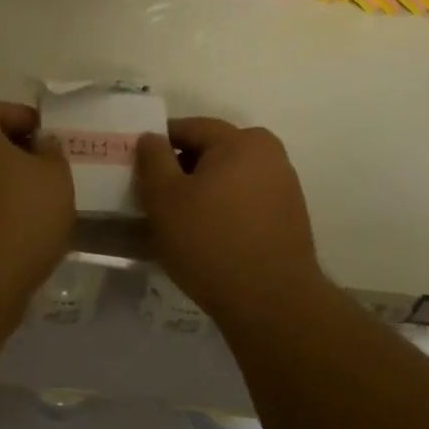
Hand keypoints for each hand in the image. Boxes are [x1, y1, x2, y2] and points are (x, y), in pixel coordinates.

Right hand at [134, 118, 323, 324]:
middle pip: (213, 152)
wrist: (271, 301)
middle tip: (155, 198)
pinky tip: (208, 237)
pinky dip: (224, 210)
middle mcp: (270, 154)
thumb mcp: (164, 199)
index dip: (158, 144)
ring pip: (230, 178)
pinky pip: (246, 202)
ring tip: (179, 221)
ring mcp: (285, 187)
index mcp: (241, 140)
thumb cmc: (210, 242)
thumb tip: (150, 137)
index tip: (138, 169)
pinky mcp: (290, 218)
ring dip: (204, 192)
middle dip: (182, 169)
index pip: (189, 128)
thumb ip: (153, 160)